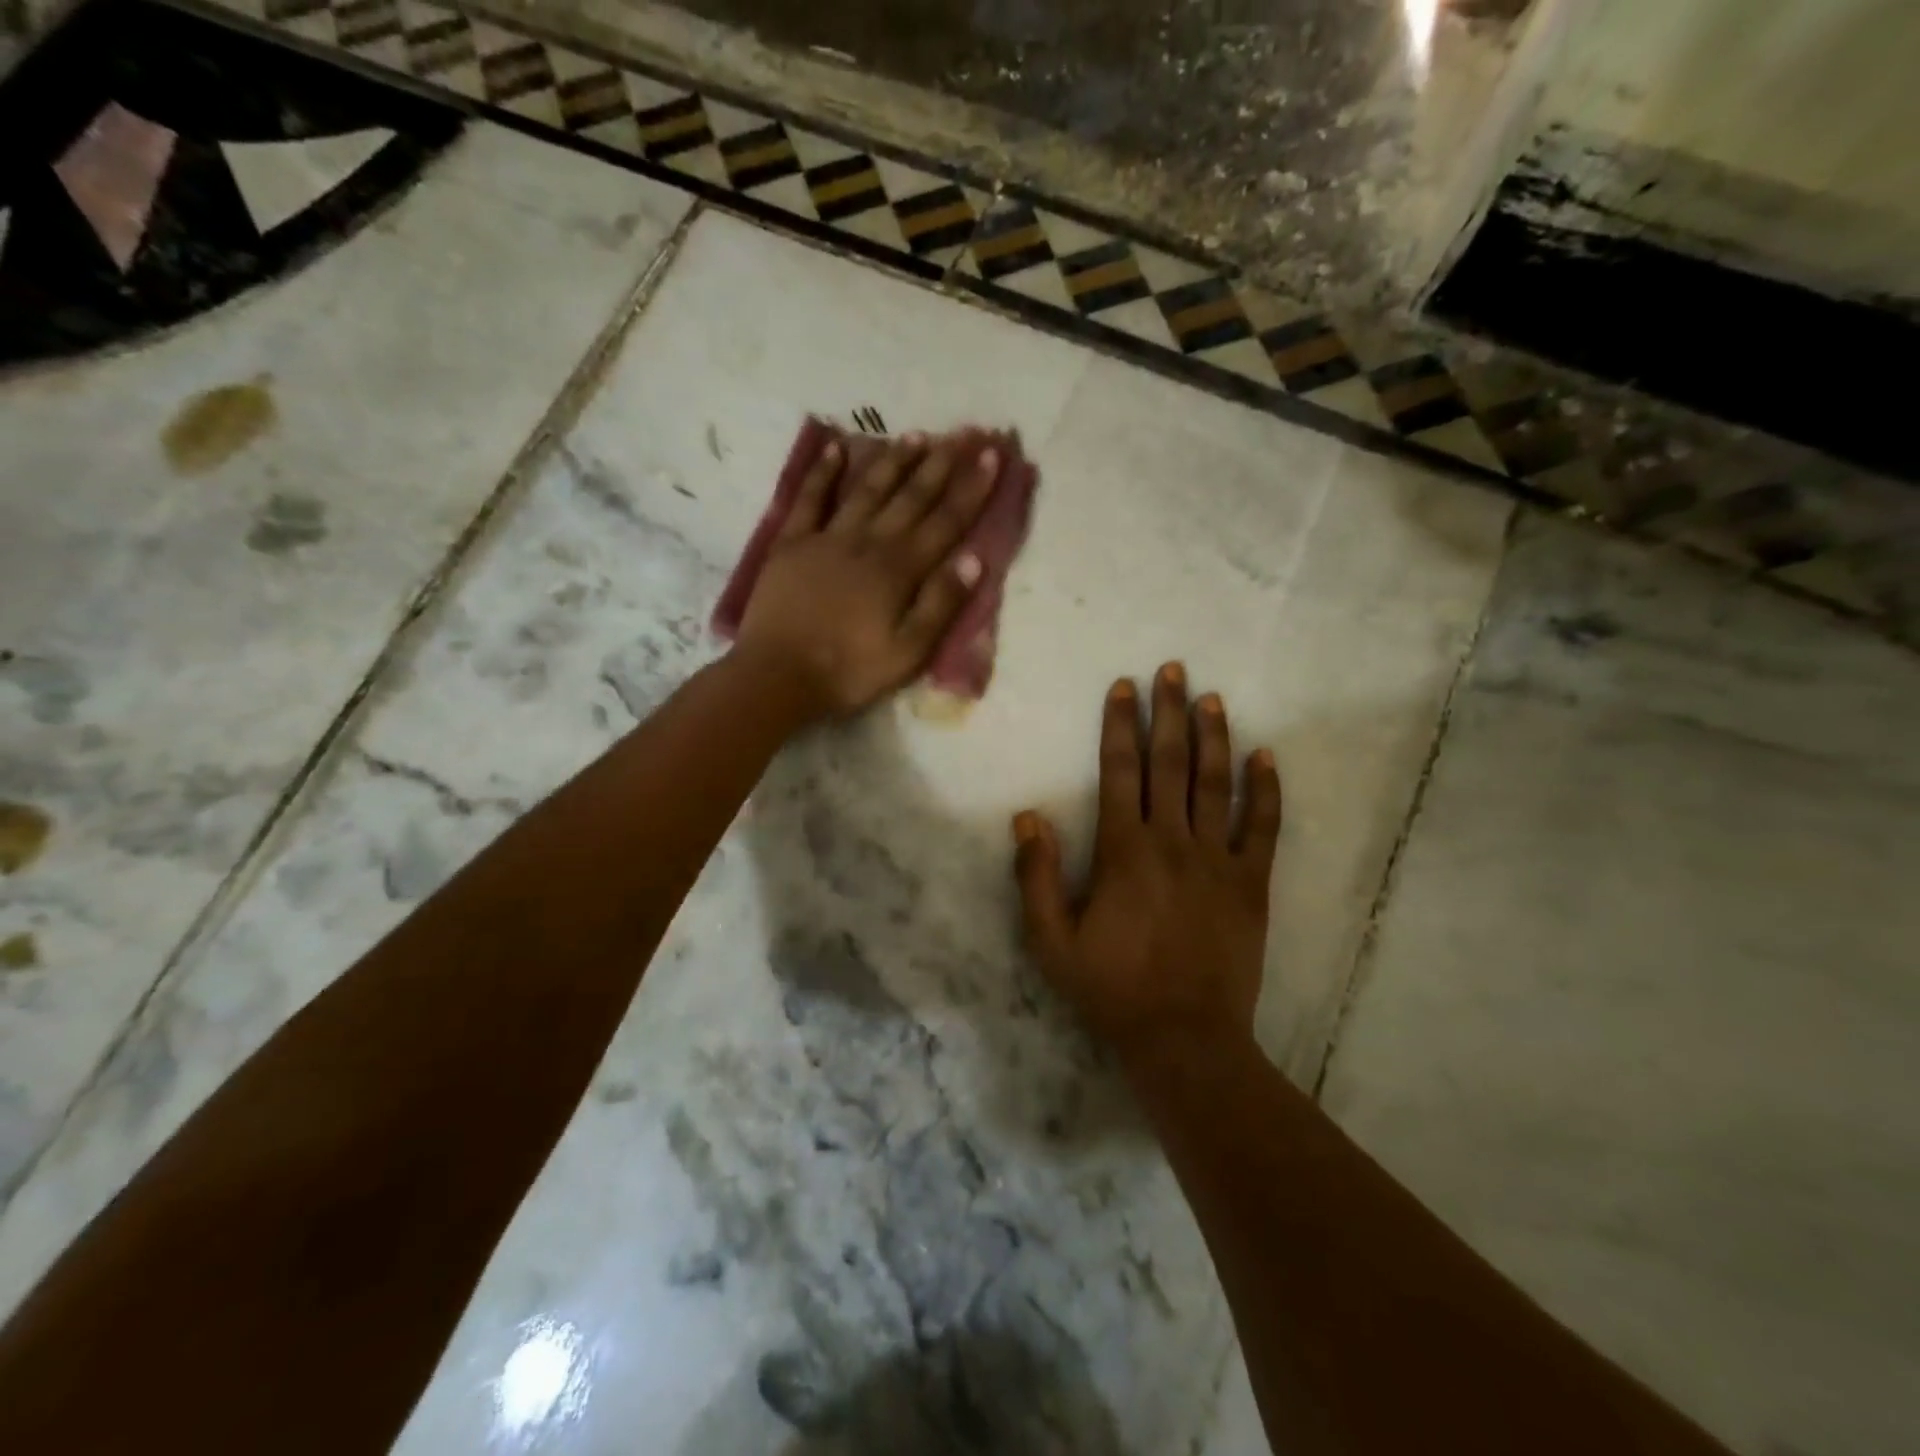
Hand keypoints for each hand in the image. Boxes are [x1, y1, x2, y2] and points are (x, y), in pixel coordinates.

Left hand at [735, 431, 999, 720]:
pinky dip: (823, 472)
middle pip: (910, 497)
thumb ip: (940, 604)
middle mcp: (868, 542)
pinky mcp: (792, 543)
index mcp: (900, 570)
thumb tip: (974, 559)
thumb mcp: (908, 652)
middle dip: (940, 464)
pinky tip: (835, 448)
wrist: (777, 676)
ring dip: (893, 461)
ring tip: (915, 435)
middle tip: (961, 433)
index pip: (946, 521)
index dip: (971, 488)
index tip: (990, 455)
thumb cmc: (849, 671)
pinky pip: (810, 498)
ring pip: (867, 489)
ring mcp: (827, 538)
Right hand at [1012, 664, 1282, 1061]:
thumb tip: (1027, 816)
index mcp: (1125, 850)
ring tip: (1212, 698)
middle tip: (1173, 670)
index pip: (1121, 772)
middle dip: (1169, 712)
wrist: (1184, 1037)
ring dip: (1213, 737)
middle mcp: (1173, 842)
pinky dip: (1265, 791)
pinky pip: (1262, 828)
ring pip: (1216, 784)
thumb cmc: (1111, 988)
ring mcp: (1218, 860)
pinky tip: (1265, 757)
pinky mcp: (1251, 884)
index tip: (1123, 688)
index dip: (1120, 726)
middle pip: (1170, 763)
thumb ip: (1037, 876)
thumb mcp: (1052, 941)